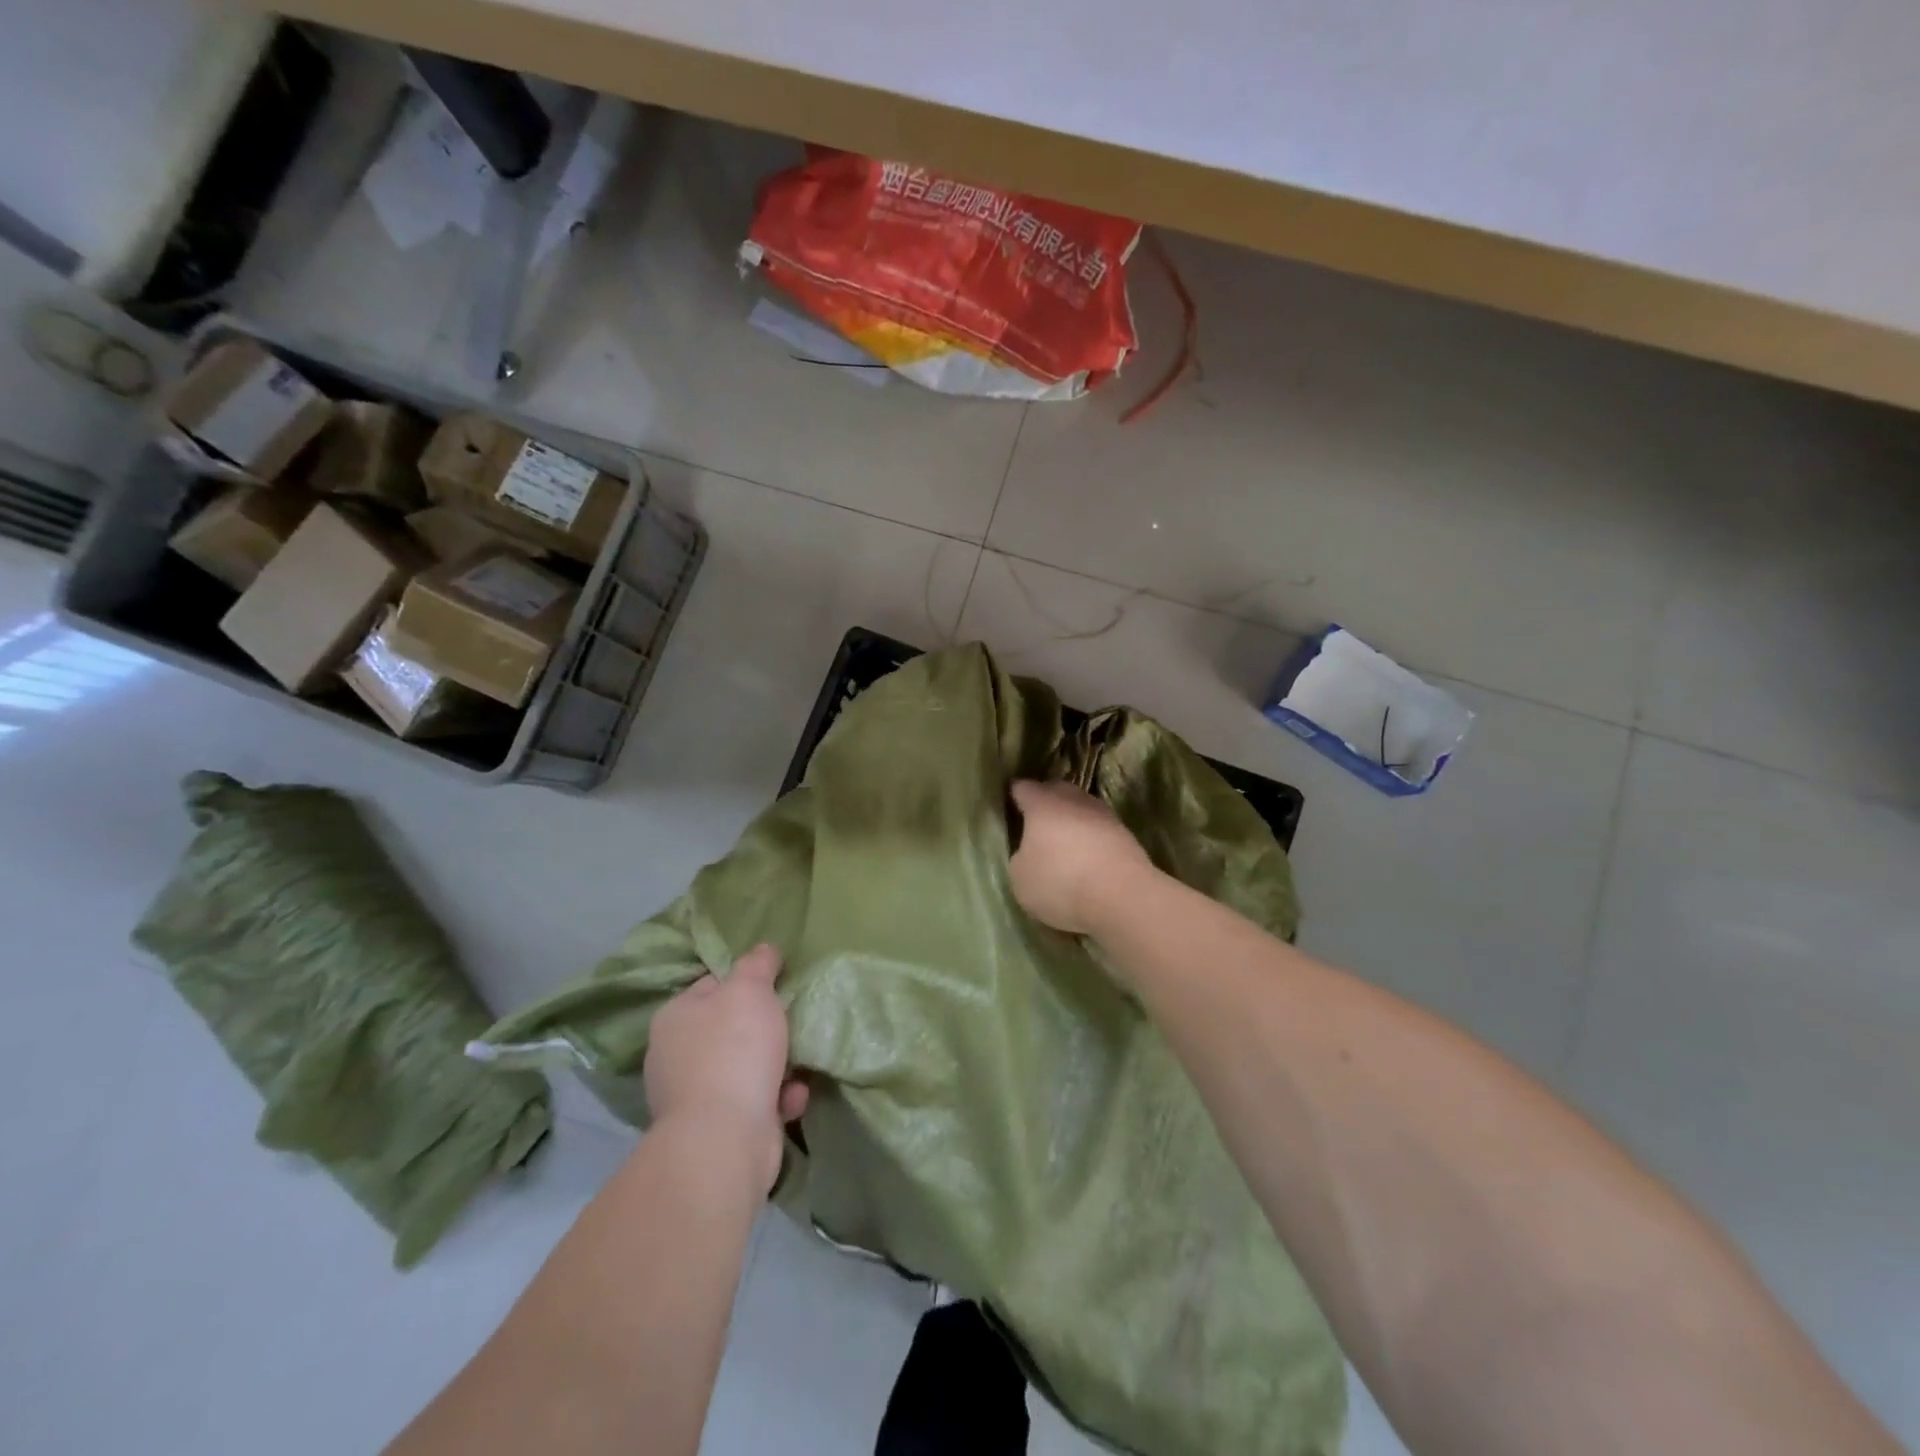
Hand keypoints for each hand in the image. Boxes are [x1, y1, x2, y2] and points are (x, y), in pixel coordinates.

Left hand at [644, 943, 808, 1192]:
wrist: (725, 1138)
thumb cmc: (734, 1049)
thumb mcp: (750, 990)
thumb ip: (757, 964)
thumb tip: (764, 949)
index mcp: (675, 1017)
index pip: (713, 985)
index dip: (746, 981)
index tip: (777, 984)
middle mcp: (677, 1055)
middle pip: (731, 1028)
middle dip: (766, 1028)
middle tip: (792, 1021)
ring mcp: (694, 1097)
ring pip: (746, 1067)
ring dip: (778, 1065)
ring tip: (800, 1064)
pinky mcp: (717, 1130)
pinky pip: (755, 1102)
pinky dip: (777, 1098)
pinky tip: (793, 1099)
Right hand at [1008, 780, 1156, 935]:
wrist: (1123, 896)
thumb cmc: (1061, 882)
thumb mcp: (1020, 878)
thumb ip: (1021, 857)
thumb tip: (1031, 852)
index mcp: (1042, 803)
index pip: (1023, 788)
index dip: (1014, 796)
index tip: (1009, 806)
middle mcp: (1073, 800)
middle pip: (1056, 792)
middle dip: (1045, 803)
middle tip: (1035, 825)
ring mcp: (1104, 815)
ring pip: (1081, 810)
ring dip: (1072, 822)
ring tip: (1063, 845)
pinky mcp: (1126, 835)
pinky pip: (1099, 831)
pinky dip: (1091, 840)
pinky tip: (1087, 860)